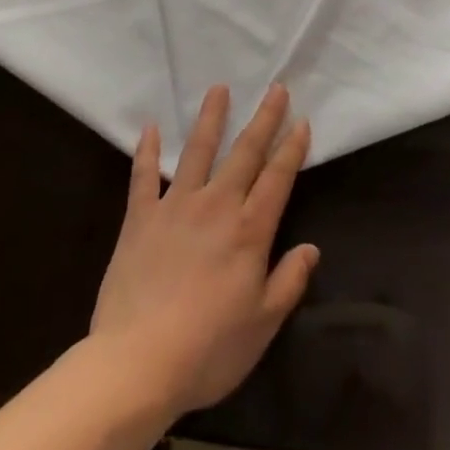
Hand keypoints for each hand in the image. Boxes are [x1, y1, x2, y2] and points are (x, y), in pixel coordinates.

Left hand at [89, 84, 318, 417]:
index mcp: (249, 231)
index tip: (302, 120)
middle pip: (245, 152)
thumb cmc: (208, 350)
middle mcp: (216, 205)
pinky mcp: (141, 217)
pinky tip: (149, 127)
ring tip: (219, 88)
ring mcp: (176, 206)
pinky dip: (146, 151)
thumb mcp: (262, 325)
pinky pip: (144, 176)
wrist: (138, 362)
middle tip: (276, 88)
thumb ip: (288, 282)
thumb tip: (311, 248)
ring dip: (211, 118)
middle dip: (263, 118)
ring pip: (197, 151)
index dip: (292, 148)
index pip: (277, 178)